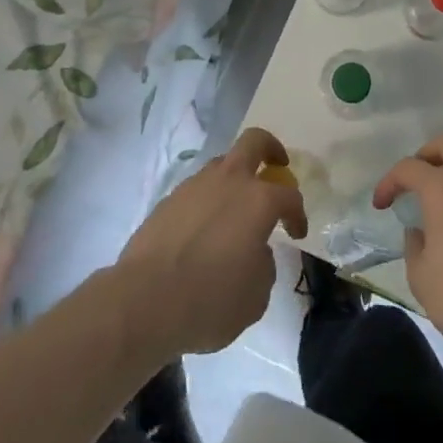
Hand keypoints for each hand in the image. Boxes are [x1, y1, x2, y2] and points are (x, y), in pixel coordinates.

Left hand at [116, 128, 307, 355]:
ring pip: (222, 164)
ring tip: (235, 208)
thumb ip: (264, 265)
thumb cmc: (210, 300)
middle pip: (255, 142)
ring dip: (235, 178)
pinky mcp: (168, 200)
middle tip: (277, 166)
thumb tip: (255, 251)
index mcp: (258, 200)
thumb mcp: (255, 296)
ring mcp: (195, 186)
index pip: (289, 196)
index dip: (298, 214)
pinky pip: (197, 190)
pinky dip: (207, 201)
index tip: (296, 233)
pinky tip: (204, 230)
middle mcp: (229, 181)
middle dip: (271, 149)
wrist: (144, 301)